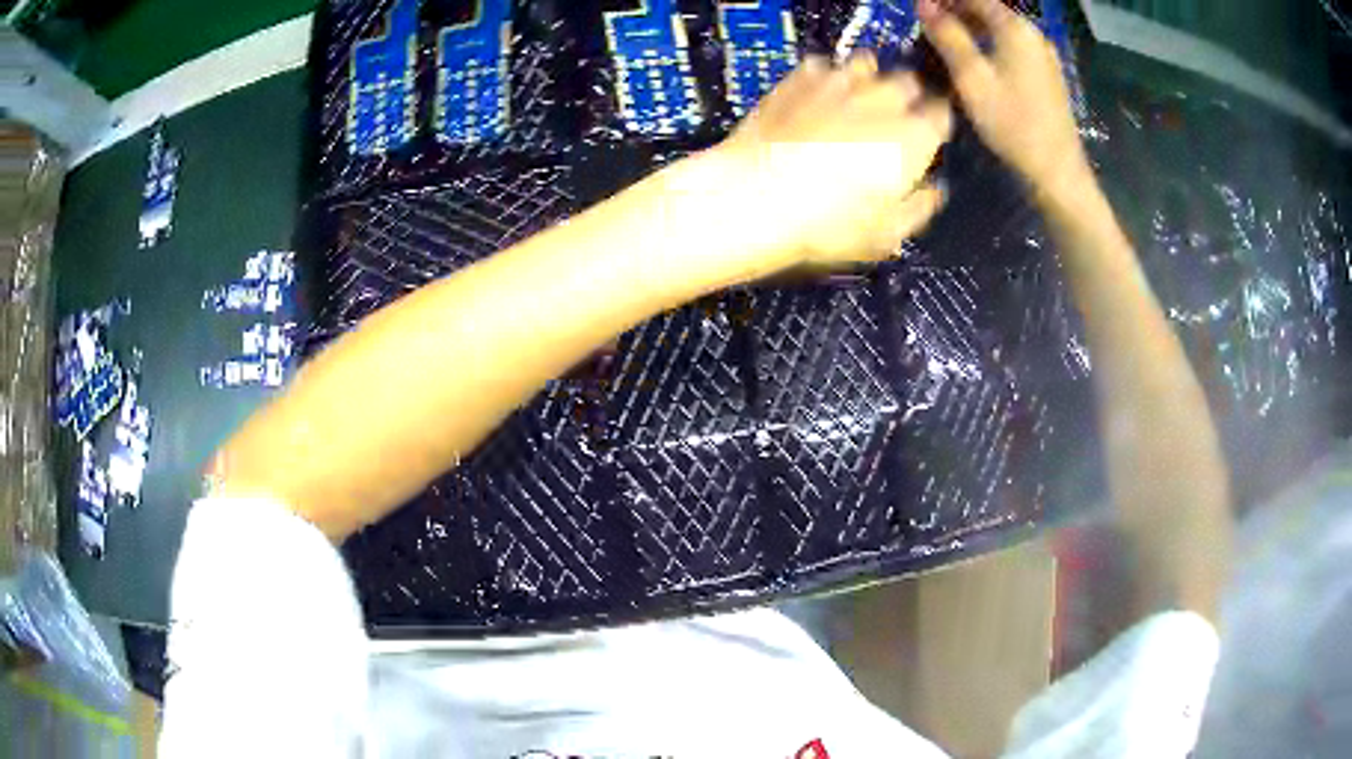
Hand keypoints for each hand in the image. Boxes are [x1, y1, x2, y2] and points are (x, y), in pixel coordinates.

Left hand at [713, 54, 952, 268]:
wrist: (754, 196)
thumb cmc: (829, 225)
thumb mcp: (887, 235)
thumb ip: (920, 208)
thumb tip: (935, 190)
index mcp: (915, 135)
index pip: (942, 114)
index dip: (935, 125)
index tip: (926, 139)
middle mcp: (883, 99)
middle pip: (908, 81)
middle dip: (907, 97)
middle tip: (891, 121)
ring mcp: (840, 82)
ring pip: (867, 64)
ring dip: (869, 80)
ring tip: (856, 102)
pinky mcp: (799, 77)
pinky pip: (823, 65)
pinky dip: (826, 77)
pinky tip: (815, 98)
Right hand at [918, 0, 1088, 200]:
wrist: (1056, 169)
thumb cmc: (1012, 122)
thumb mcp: (972, 77)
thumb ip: (947, 36)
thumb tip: (923, 3)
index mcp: (1015, 28)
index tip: (920, 5)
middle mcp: (1032, 34)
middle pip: (989, 9)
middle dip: (957, 10)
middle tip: (927, 22)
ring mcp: (1043, 55)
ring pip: (1000, 28)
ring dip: (972, 27)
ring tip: (945, 38)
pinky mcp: (1046, 74)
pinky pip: (1011, 45)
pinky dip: (989, 43)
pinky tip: (975, 58)